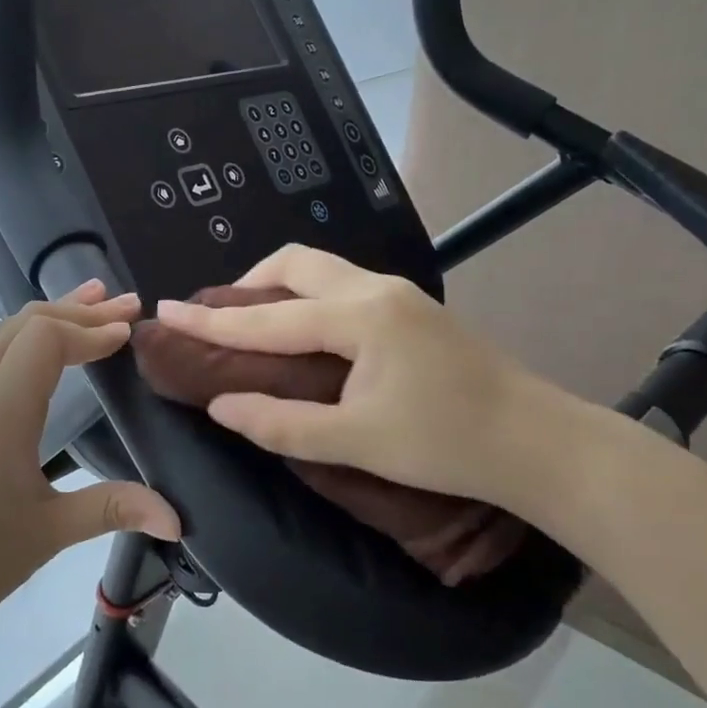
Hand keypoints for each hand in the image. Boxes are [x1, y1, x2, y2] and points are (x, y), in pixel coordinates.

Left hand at [0, 282, 179, 652]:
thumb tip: (177, 518)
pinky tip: (34, 355)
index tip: (128, 331)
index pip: (45, 340)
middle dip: (76, 310)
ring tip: (86, 305)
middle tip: (124, 304)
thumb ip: (115, 509)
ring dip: (44, 317)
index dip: (90, 329)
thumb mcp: (50, 534)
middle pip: (22, 325)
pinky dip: (17, 339)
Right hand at [153, 246, 586, 522]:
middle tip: (219, 317)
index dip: (212, 320)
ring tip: (255, 324)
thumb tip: (222, 406)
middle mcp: (377, 290)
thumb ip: (282, 423)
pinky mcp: (414, 310)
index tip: (166, 310)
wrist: (540, 443)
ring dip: (280, 289)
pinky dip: (309, 299)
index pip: (267, 318)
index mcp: (359, 317)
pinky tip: (306, 334)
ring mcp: (400, 295)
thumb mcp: (358, 442)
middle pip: (297, 263)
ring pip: (323, 270)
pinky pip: (344, 286)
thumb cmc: (448, 444)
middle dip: (249, 284)